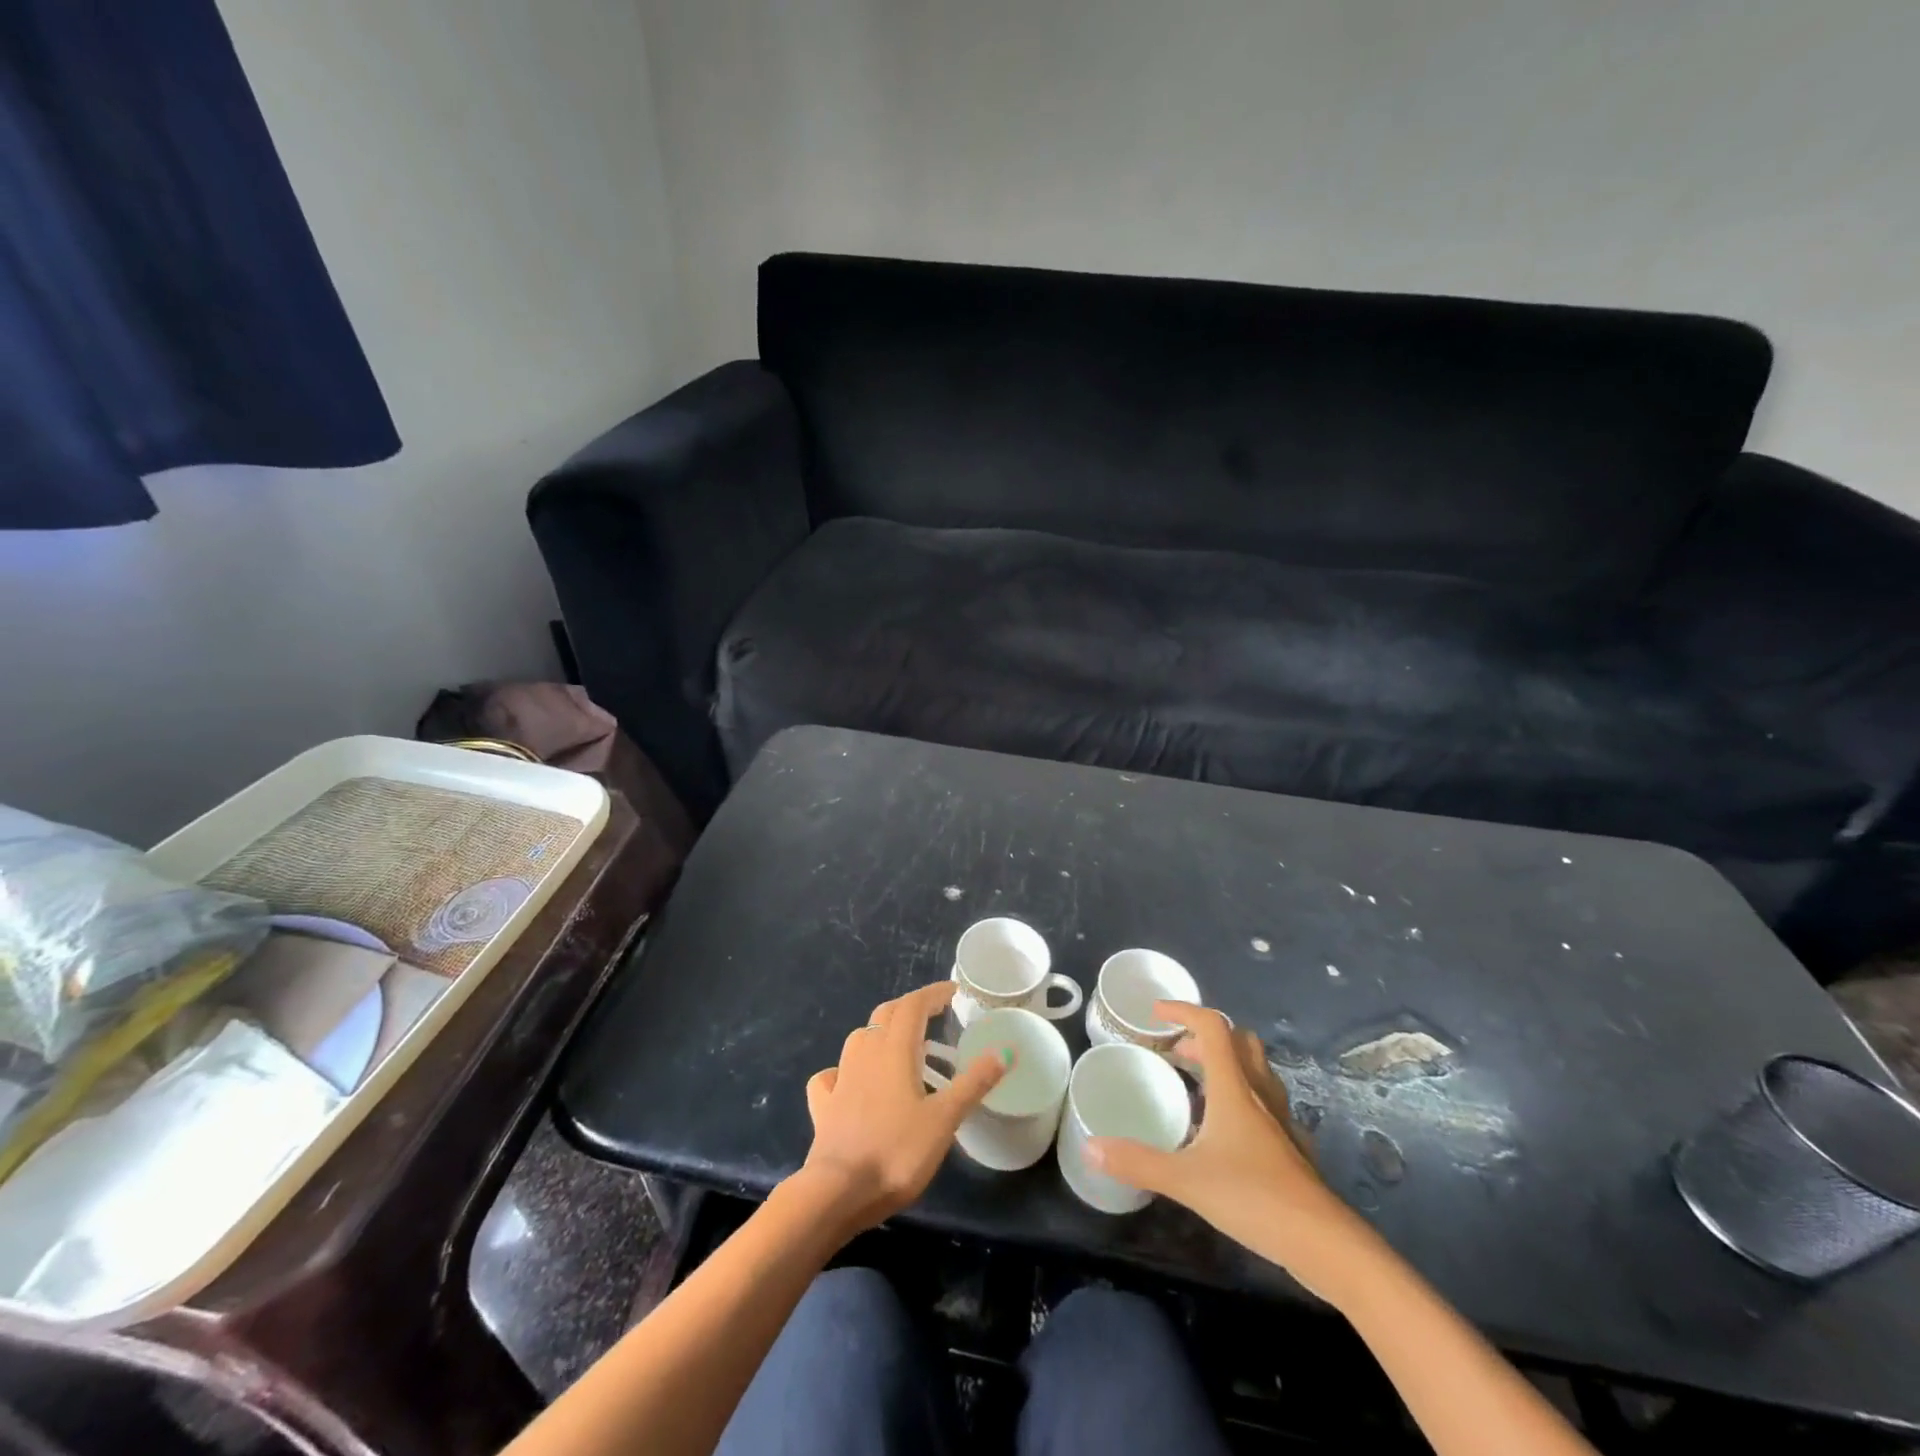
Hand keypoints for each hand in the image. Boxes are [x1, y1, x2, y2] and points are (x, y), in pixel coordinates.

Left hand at [796, 981, 1006, 1236]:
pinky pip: (832, 1075)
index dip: (933, 993)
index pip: (913, 1005)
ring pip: (859, 1039)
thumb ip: (974, 1082)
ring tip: (900, 1047)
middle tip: (932, 1016)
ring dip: (880, 1033)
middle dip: (910, 1008)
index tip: (953, 992)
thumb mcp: (945, 1118)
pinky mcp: (823, 1106)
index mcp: (894, 1050)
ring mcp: (840, 1078)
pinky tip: (850, 1082)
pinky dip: (845, 1070)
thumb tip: (1005, 1050)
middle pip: (885, 1015)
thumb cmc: (897, 1152)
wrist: (837, 1192)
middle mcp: (865, 1053)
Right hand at [1086, 1001, 1376, 1298]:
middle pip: (1239, 1042)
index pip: (1212, 1027)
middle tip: (1175, 1055)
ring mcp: (1281, 1120)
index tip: (1155, 1013)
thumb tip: (1090, 1147)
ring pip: (1256, 1070)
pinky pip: (1267, 1104)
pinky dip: (1244, 1100)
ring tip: (1197, 1088)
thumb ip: (1138, 1162)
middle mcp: (1259, 1093)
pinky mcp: (1292, 1147)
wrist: (1324, 1244)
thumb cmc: (1254, 1198)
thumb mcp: (1186, 1180)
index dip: (1184, 1011)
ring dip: (1227, 1065)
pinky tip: (1228, 1131)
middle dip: (1205, 1038)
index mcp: (1234, 1088)